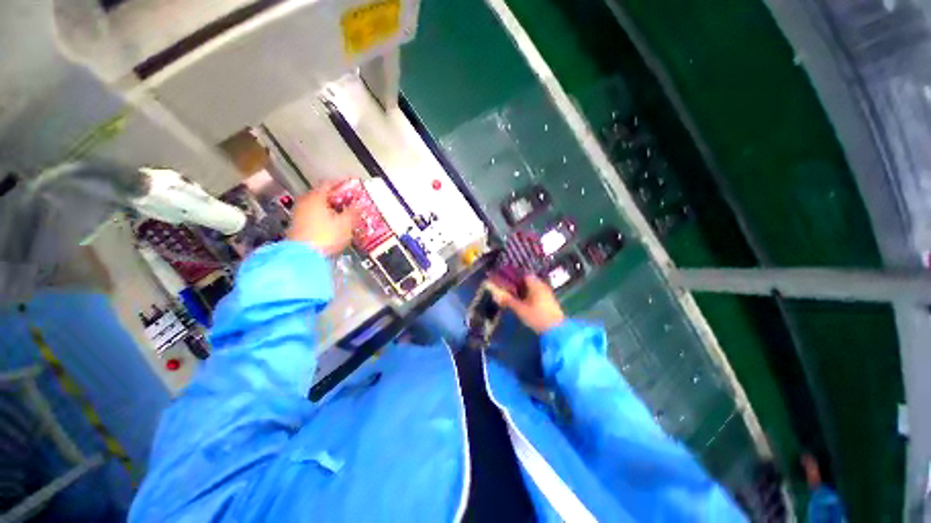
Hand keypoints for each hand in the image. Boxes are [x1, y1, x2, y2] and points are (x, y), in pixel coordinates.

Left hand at [287, 180, 358, 255]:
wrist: (302, 257)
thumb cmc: (326, 236)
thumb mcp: (345, 223)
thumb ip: (353, 211)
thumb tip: (360, 204)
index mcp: (316, 196)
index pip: (330, 184)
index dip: (343, 184)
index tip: (353, 187)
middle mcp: (305, 201)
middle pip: (323, 195)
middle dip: (337, 197)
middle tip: (351, 202)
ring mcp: (299, 213)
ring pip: (318, 205)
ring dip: (331, 208)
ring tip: (344, 213)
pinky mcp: (297, 225)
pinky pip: (314, 215)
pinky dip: (324, 216)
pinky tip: (333, 223)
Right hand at [490, 275, 564, 333]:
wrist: (556, 330)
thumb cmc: (537, 317)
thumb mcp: (520, 309)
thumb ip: (508, 300)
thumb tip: (496, 294)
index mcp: (535, 284)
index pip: (523, 275)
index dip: (514, 277)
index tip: (506, 281)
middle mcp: (542, 286)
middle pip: (528, 281)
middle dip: (518, 284)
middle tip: (508, 290)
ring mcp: (547, 293)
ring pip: (533, 288)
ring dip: (524, 291)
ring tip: (515, 297)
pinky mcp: (549, 301)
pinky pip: (537, 294)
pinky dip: (530, 296)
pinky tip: (524, 302)